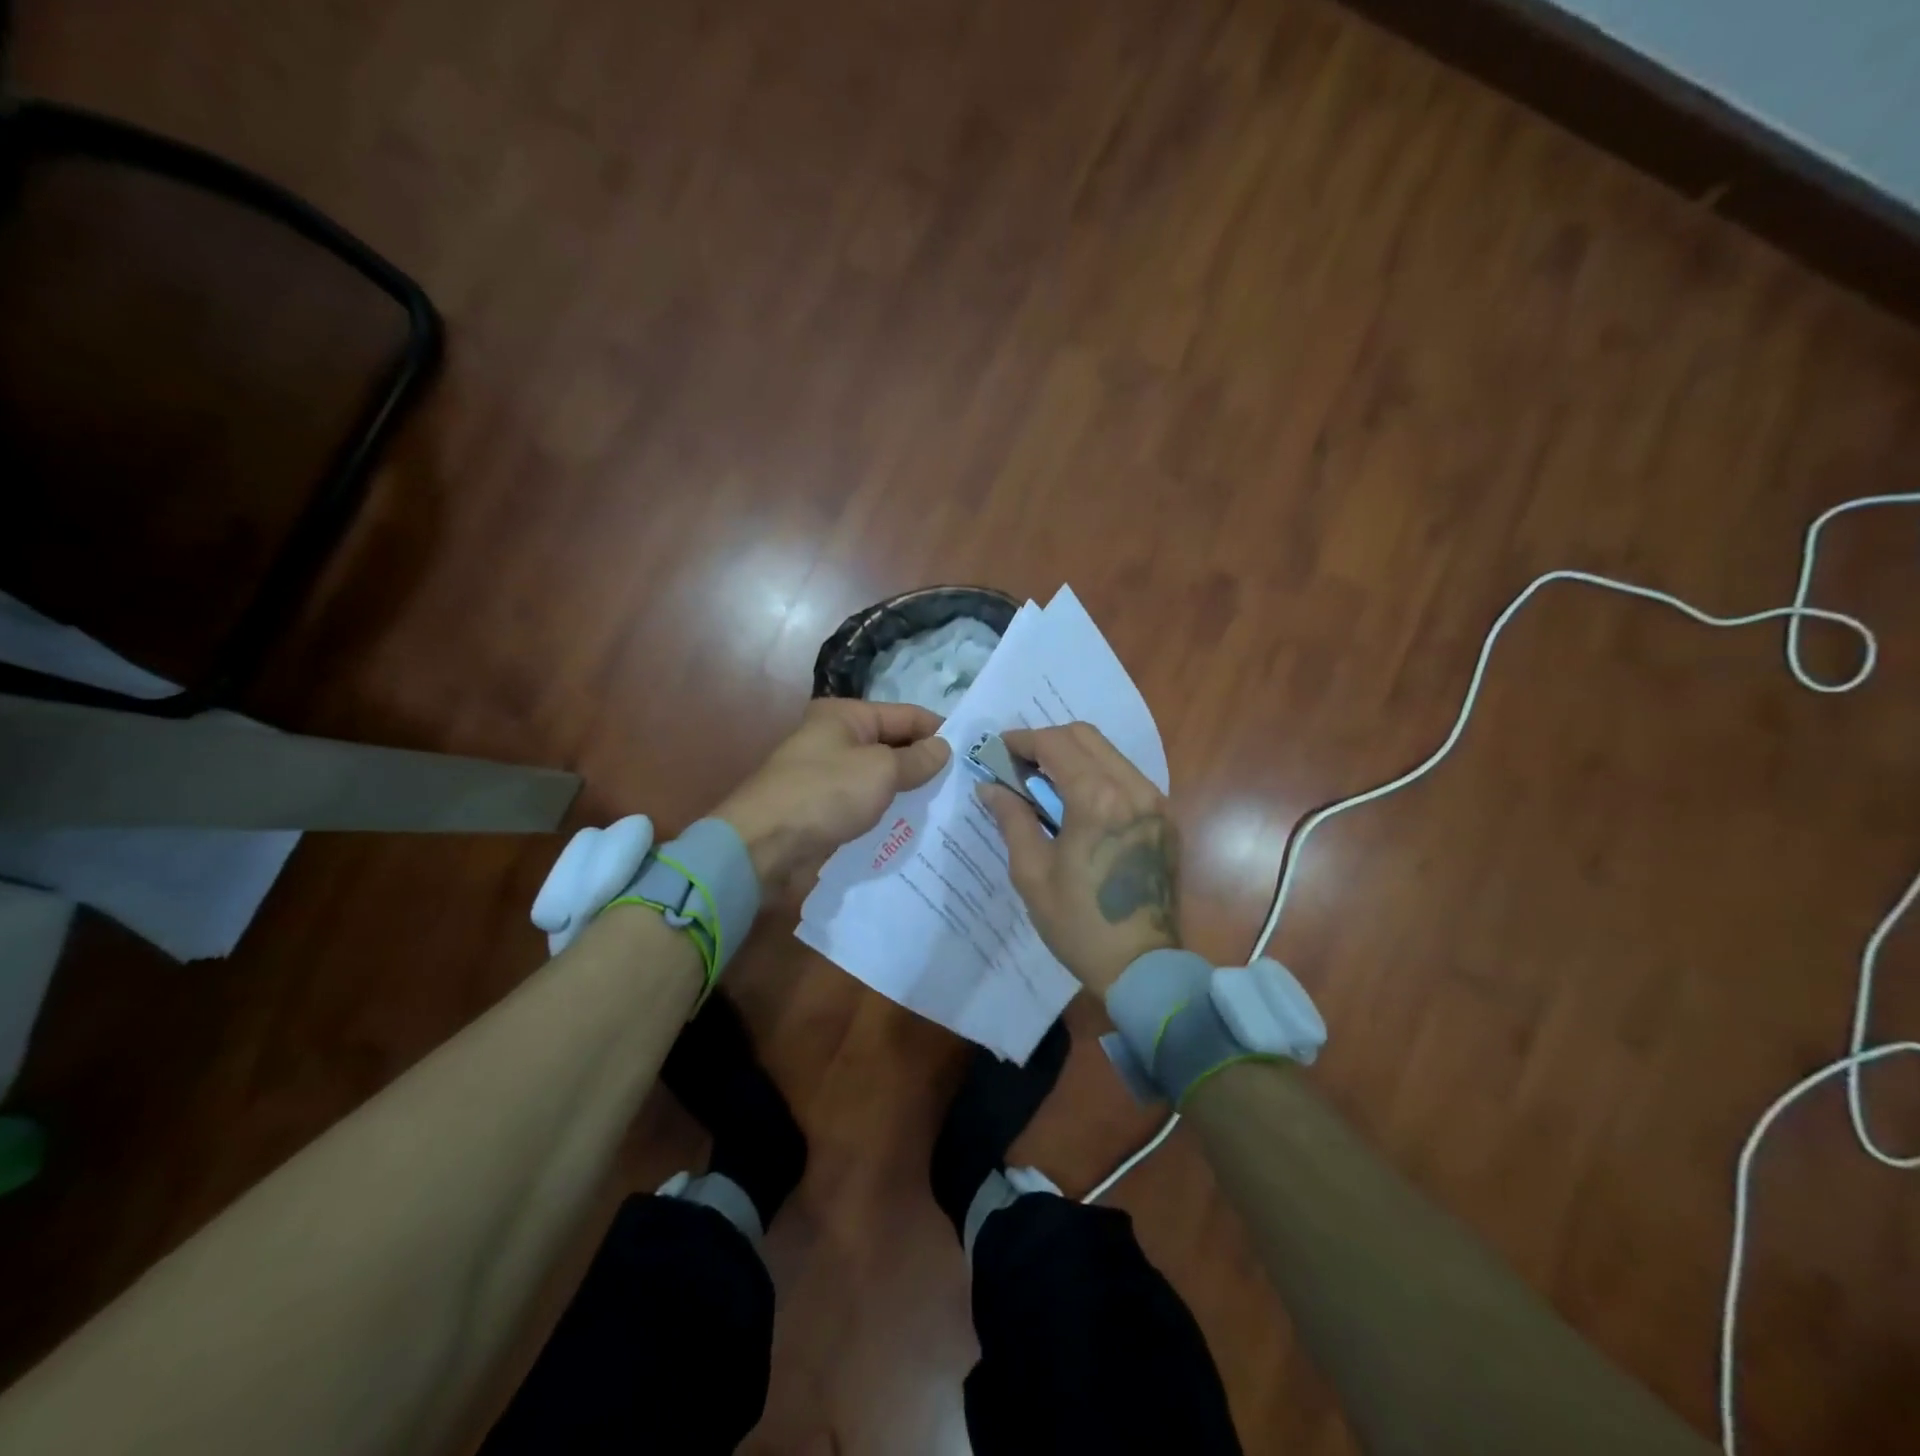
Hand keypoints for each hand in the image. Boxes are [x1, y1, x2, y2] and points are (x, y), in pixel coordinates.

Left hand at [715, 699, 951, 900]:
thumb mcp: (880, 771)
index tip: (974, 753)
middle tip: (967, 785)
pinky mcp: (825, 808)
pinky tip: (914, 827)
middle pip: (894, 745)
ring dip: (908, 791)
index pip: (907, 715)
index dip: (940, 731)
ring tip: (948, 808)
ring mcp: (829, 775)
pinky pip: (866, 803)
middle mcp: (836, 739)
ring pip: (881, 778)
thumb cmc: (825, 794)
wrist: (763, 846)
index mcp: (846, 715)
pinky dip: (887, 811)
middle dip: (926, 764)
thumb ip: (917, 760)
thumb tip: (944, 747)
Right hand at [977, 723, 1181, 996]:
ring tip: (1044, 783)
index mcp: (1098, 800)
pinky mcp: (1165, 819)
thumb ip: (1012, 819)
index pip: (1055, 744)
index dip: (1022, 741)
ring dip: (1074, 756)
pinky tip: (1077, 802)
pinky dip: (1098, 775)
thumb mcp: (1032, 873)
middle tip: (1019, 766)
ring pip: (1109, 753)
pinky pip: (1127, 776)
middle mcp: (1134, 788)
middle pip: (1086, 736)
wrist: (1142, 968)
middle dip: (1048, 742)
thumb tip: (990, 787)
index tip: (998, 751)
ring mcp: (1156, 802)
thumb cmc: (1078, 924)